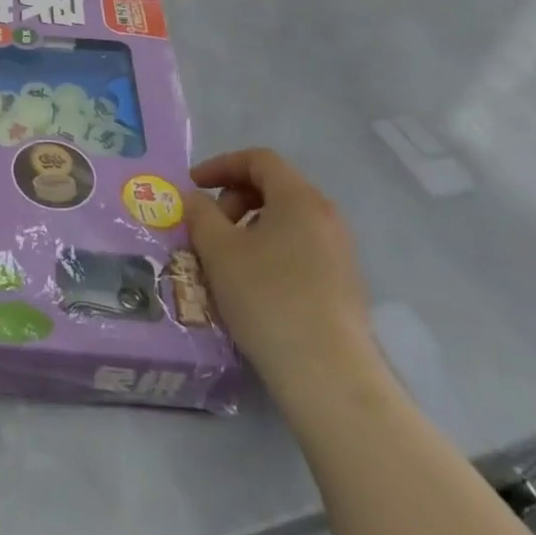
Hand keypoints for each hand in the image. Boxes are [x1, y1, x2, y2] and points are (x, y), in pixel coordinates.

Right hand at [185, 149, 379, 398]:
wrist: (328, 374)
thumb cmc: (267, 298)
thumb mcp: (219, 250)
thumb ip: (200, 214)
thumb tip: (196, 198)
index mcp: (300, 199)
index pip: (259, 160)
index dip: (220, 165)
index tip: (193, 186)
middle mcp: (326, 217)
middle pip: (274, 187)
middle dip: (233, 199)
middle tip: (208, 227)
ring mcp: (339, 252)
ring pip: (285, 221)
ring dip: (248, 227)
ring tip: (224, 259)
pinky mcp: (342, 285)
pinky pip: (298, 248)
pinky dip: (268, 251)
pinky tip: (251, 284)